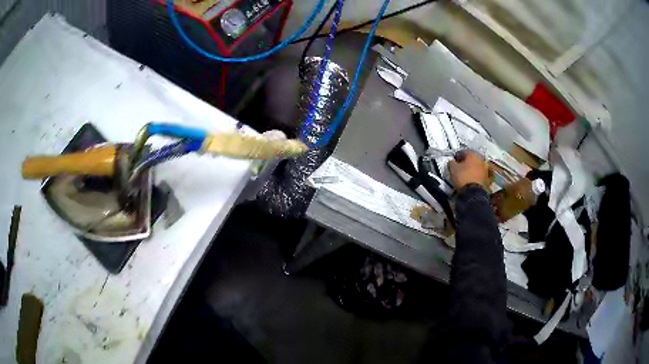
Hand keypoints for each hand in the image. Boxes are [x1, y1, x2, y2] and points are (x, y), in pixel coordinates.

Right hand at [449, 150, 488, 188]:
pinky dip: (475, 175)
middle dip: (466, 161)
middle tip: (460, 166)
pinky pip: (479, 174)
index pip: (464, 151)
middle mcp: (481, 160)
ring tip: (464, 173)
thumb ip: (451, 162)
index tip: (455, 159)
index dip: (458, 155)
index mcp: (473, 154)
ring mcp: (485, 169)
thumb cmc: (464, 178)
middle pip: (472, 158)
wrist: (473, 193)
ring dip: (471, 168)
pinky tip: (469, 179)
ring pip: (476, 166)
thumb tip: (451, 162)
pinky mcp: (486, 178)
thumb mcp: (452, 168)